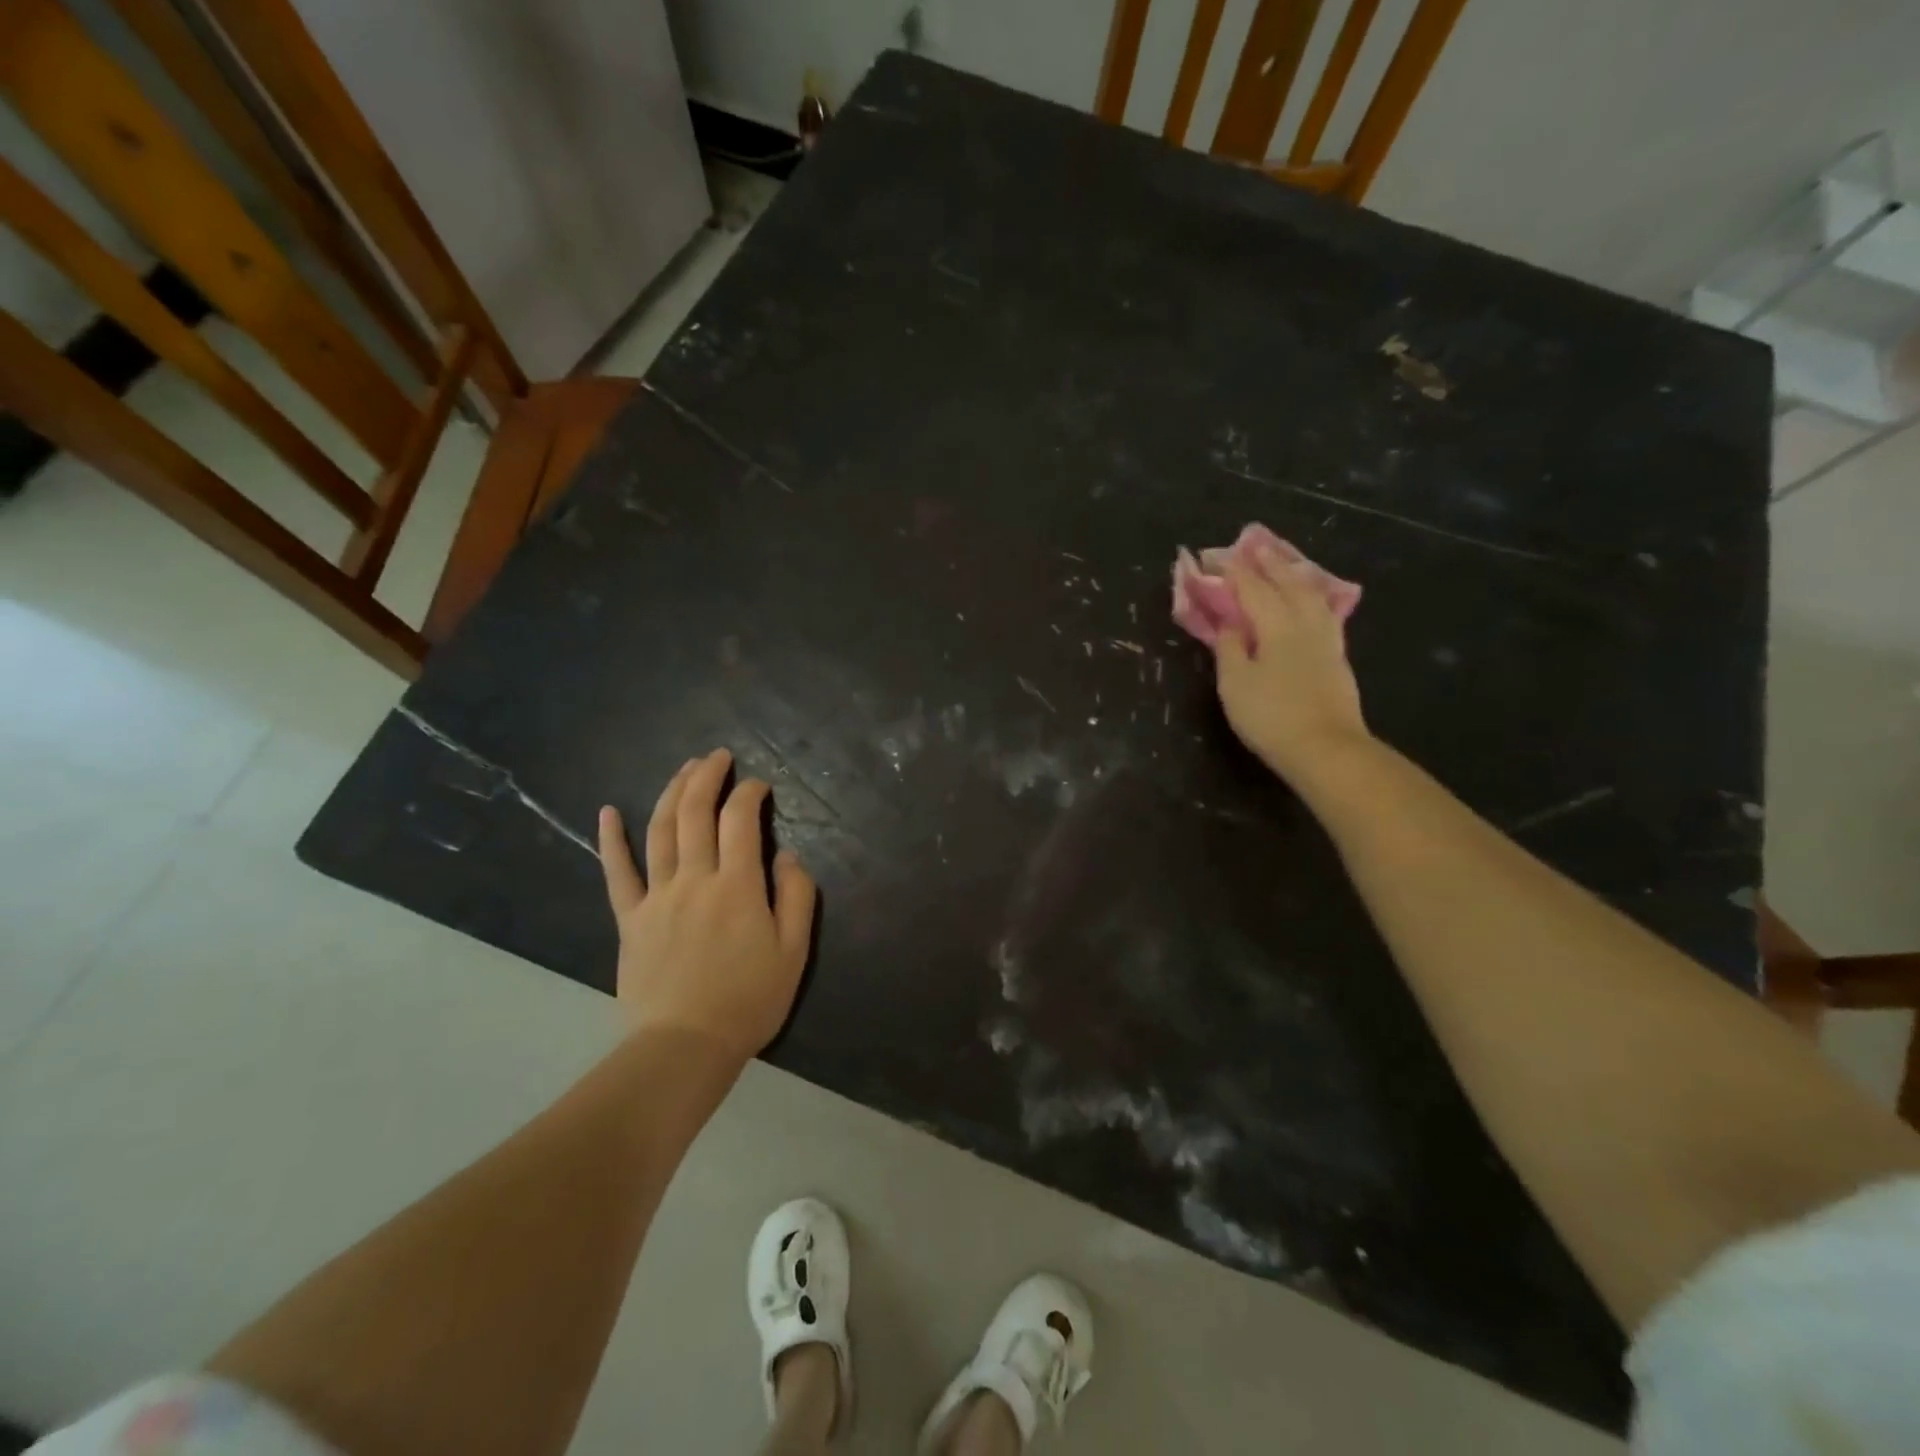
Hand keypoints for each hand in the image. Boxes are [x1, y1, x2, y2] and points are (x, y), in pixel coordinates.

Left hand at [598, 748, 817, 1065]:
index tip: (759, 786)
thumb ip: (797, 897)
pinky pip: (617, 873)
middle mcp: (695, 879)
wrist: (684, 1047)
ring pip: (660, 831)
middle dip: (707, 776)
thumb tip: (789, 855)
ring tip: (683, 768)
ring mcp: (657, 897)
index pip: (740, 820)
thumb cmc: (748, 1000)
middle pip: (695, 813)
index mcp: (737, 885)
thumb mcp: (794, 952)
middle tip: (717, 756)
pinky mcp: (630, 919)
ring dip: (671, 792)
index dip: (750, 794)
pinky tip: (607, 811)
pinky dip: (611, 839)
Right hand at [1213, 556, 1371, 783]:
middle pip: (1287, 583)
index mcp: (1277, 625)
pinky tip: (1310, 600)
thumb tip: (1231, 623)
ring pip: (1311, 594)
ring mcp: (1326, 639)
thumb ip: (1230, 648)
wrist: (1326, 750)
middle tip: (1253, 544)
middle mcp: (1304, 623)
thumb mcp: (1235, 684)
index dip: (1232, 571)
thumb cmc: (1272, 716)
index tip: (1214, 556)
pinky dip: (1311, 596)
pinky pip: (1323, 611)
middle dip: (1268, 562)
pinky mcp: (1337, 657)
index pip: (1252, 588)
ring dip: (1294, 574)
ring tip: (1284, 563)